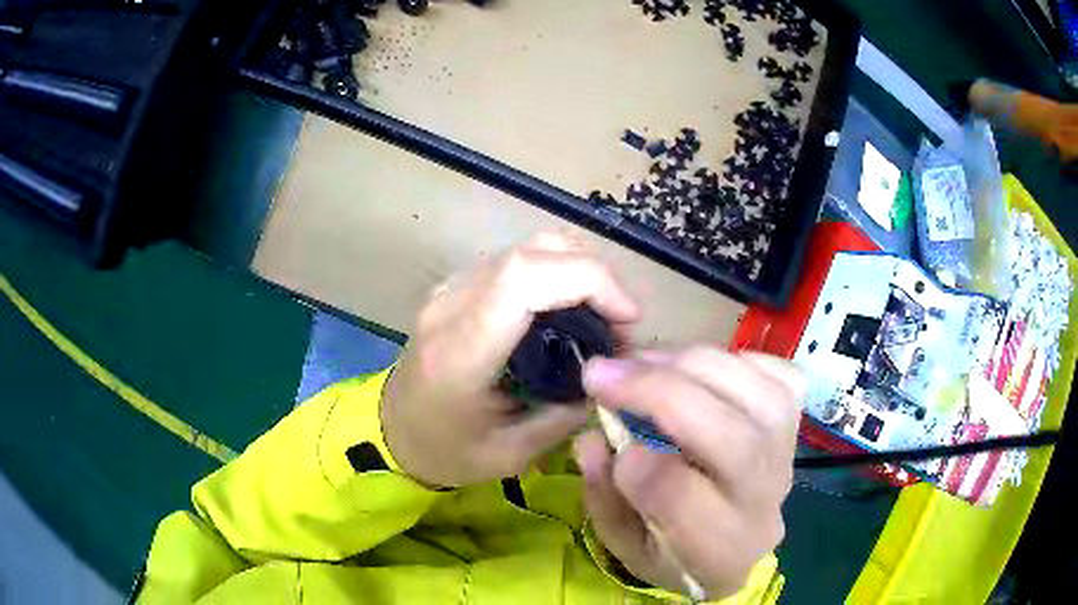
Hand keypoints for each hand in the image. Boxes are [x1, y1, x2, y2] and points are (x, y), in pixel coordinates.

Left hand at [382, 233, 641, 487]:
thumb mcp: (512, 454)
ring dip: (578, 270)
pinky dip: (558, 272)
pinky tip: (571, 309)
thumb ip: (565, 414)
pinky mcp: (458, 286)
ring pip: (528, 246)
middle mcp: (452, 304)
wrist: (393, 431)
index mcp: (460, 351)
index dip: (587, 279)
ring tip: (604, 316)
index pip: (523, 278)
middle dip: (594, 275)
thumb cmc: (446, 451)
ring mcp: (451, 288)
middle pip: (532, 251)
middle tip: (622, 322)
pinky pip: (517, 260)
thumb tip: (608, 374)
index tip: (626, 318)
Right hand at [574, 348, 803, 599]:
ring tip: (639, 360)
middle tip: (602, 372)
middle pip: (732, 438)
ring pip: (758, 394)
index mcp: (715, 544)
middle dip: (660, 393)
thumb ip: (605, 499)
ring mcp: (786, 452)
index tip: (601, 437)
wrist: (740, 549)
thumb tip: (592, 438)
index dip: (636, 463)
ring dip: (691, 364)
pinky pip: (779, 374)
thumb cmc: (677, 554)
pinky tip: (698, 367)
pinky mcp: (795, 420)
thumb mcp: (626, 546)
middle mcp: (762, 495)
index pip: (682, 498)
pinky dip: (736, 359)